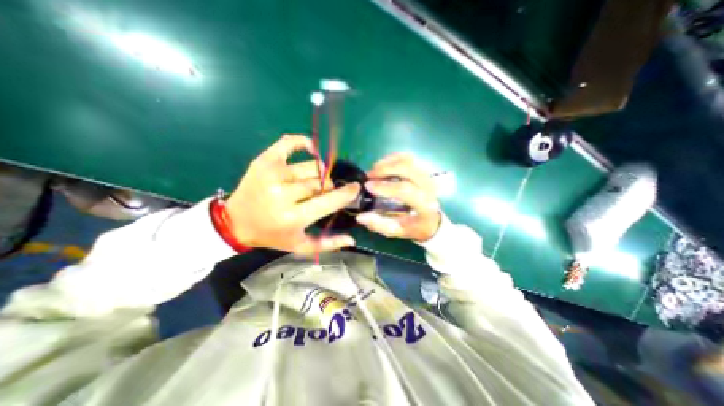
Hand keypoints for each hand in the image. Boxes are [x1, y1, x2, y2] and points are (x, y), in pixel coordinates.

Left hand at [225, 136, 359, 253]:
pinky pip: (290, 142)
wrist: (235, 223)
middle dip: (327, 187)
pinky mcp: (265, 160)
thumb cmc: (272, 235)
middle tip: (323, 193)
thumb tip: (352, 239)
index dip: (346, 193)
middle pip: (320, 182)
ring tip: (313, 181)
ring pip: (311, 167)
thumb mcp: (300, 246)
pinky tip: (312, 149)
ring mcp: (273, 173)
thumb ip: (327, 244)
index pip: (329, 200)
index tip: (356, 187)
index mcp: (294, 217)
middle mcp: (283, 194)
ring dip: (318, 174)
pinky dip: (304, 142)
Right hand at [355, 153, 440, 241]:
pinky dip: (393, 158)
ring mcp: (427, 176)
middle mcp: (429, 187)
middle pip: (407, 168)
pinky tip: (383, 165)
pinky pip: (408, 157)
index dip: (385, 187)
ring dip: (387, 162)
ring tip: (374, 171)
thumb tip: (360, 217)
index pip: (405, 190)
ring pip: (407, 160)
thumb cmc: (413, 226)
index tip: (368, 186)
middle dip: (384, 169)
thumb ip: (379, 225)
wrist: (431, 220)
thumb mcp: (397, 231)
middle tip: (369, 175)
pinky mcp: (423, 170)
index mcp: (424, 205)